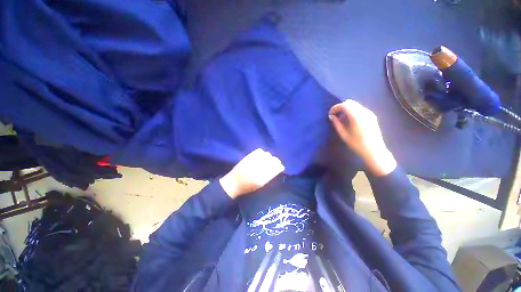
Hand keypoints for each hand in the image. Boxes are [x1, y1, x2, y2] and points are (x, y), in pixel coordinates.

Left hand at [219, 149, 284, 198]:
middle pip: (273, 160)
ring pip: (267, 154)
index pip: (276, 168)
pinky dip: (262, 153)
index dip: (279, 166)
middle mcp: (259, 168)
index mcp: (263, 177)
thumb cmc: (248, 186)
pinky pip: (259, 151)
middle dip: (275, 161)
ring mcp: (254, 161)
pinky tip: (261, 156)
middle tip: (274, 162)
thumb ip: (269, 176)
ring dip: (268, 157)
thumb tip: (277, 167)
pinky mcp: (248, 157)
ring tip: (266, 159)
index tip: (280, 166)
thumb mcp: (260, 184)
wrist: (234, 182)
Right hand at [329, 99, 396, 175]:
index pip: (344, 105)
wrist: (374, 151)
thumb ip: (337, 124)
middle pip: (350, 102)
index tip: (330, 114)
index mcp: (356, 116)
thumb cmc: (357, 144)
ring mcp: (369, 113)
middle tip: (335, 116)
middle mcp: (364, 112)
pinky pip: (360, 109)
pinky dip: (353, 111)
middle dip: (340, 107)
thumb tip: (331, 116)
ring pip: (355, 105)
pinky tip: (350, 120)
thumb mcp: (344, 135)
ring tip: (342, 119)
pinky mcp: (372, 116)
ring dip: (347, 109)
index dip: (335, 108)